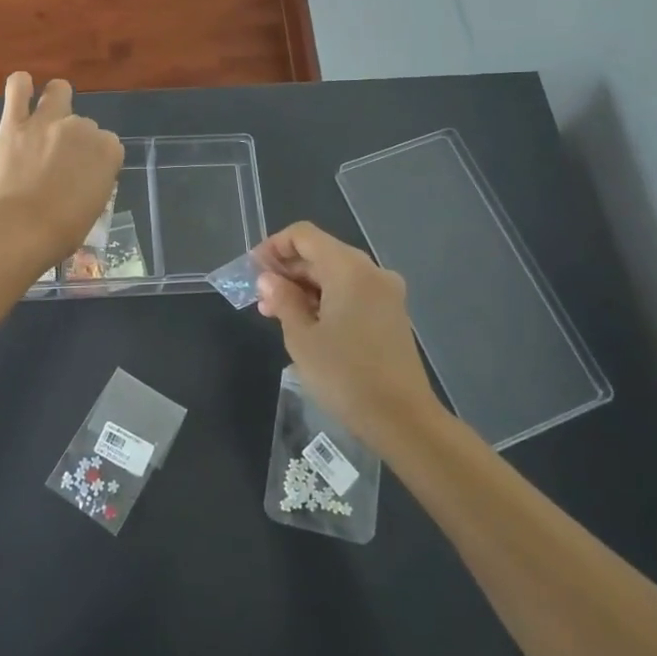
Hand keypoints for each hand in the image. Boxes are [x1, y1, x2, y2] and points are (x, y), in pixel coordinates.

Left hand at [0, 72, 124, 261]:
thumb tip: (82, 176)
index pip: (108, 144)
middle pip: (83, 124)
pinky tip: (22, 89)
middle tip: (59, 162)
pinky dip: (21, 86)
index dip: (96, 158)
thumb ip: (94, 180)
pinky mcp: (14, 123)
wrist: (22, 229)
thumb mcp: (95, 206)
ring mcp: (47, 121)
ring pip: (58, 91)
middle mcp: (81, 128)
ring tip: (47, 115)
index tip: (85, 174)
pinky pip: (17, 89)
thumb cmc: (64, 230)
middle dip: (74, 138)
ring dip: (56, 100)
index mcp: (108, 150)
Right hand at [254, 222, 437, 443]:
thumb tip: (269, 279)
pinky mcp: (391, 314)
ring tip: (276, 314)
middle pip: (321, 253)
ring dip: (304, 287)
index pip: (304, 235)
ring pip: (336, 274)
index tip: (253, 270)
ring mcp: (386, 293)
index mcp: (349, 268)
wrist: (403, 420)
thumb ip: (283, 300)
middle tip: (260, 298)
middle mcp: (371, 271)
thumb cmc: (345, 375)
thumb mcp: (302, 338)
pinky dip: (326, 299)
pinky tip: (306, 323)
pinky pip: (352, 292)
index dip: (274, 246)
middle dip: (287, 270)